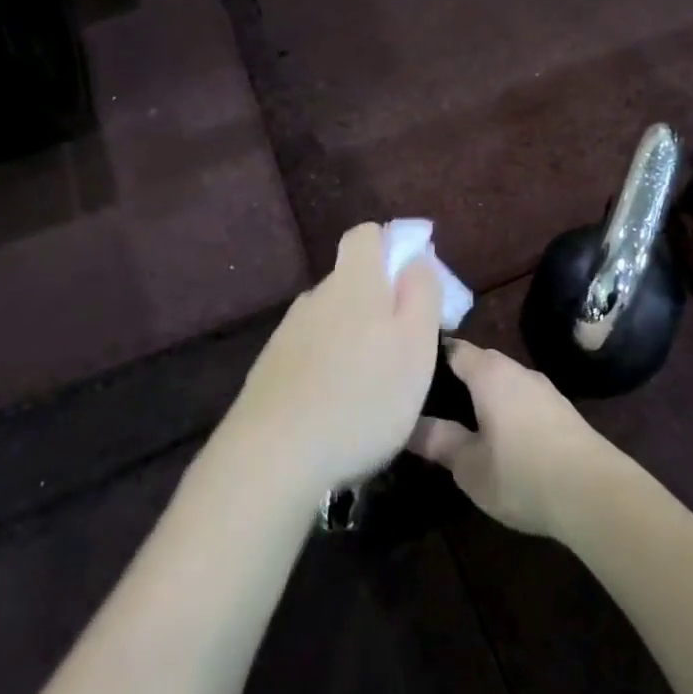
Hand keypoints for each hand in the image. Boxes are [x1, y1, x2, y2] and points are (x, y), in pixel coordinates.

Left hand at [226, 223, 443, 497]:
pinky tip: (338, 407)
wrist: (273, 458)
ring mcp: (287, 333)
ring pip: (331, 319)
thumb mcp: (416, 345)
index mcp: (354, 283)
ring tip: (372, 387)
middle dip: (380, 302)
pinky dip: (329, 367)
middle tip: (404, 348)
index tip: (414, 283)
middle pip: (352, 280)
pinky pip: (310, 352)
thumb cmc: (363, 398)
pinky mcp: (270, 369)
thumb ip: (422, 293)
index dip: (393, 247)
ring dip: (354, 338)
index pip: (367, 234)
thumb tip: (417, 258)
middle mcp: (316, 297)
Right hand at [408, 340, 621, 537]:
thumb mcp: (469, 465)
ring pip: (503, 383)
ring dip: (483, 397)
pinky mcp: (562, 411)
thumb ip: (438, 441)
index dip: (430, 358)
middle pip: (479, 364)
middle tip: (429, 404)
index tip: (409, 374)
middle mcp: (518, 371)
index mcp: (490, 373)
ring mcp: (545, 390)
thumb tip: (409, 426)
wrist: (596, 494)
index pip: (453, 349)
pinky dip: (505, 410)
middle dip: (455, 380)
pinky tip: (499, 438)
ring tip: (460, 422)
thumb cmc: (522, 474)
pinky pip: (522, 400)